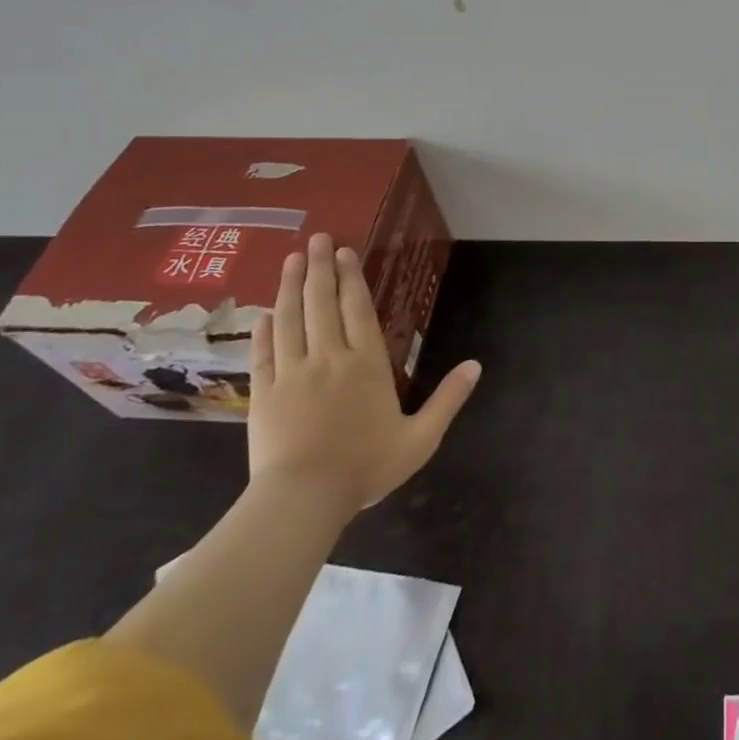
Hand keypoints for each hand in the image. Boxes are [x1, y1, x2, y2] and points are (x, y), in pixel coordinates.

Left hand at [248, 232, 480, 516]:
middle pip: (322, 304)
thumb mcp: (420, 439)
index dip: (351, 278)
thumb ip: (448, 400)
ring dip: (289, 287)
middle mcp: (329, 358)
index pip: (357, 309)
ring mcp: (292, 374)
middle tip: (315, 238)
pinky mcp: (263, 395)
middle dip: (319, 268)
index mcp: (366, 364)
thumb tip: (476, 365)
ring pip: (290, 320)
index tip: (343, 252)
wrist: (303, 501)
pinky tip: (263, 313)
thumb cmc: (365, 468)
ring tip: (290, 259)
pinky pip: (262, 354)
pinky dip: (263, 330)